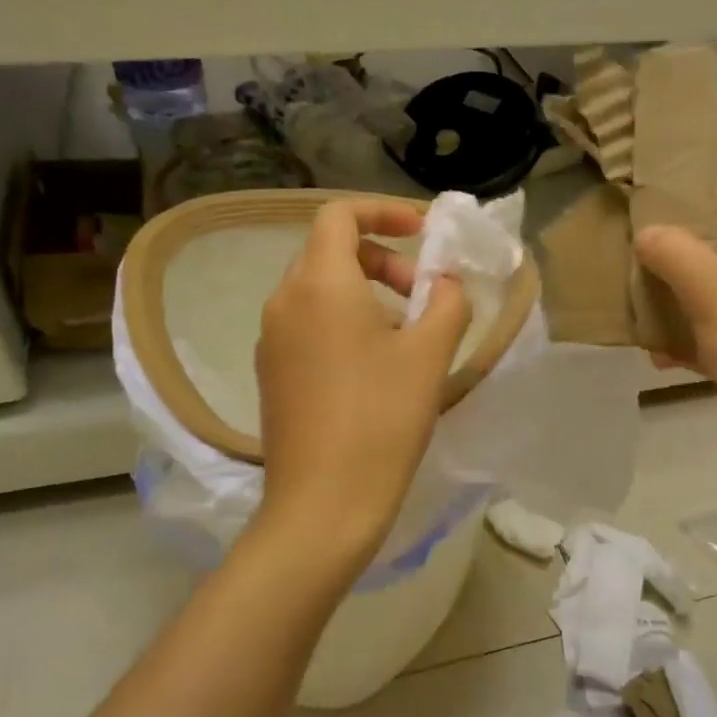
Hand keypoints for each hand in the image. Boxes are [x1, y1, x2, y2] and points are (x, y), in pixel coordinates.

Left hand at [255, 199, 471, 573]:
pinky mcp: (272, 374)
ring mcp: (271, 340)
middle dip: (382, 260)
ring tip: (406, 338)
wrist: (323, 505)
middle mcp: (284, 302)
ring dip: (365, 295)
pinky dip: (343, 325)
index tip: (422, 234)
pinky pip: (308, 326)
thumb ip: (446, 302)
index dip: (383, 212)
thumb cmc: (381, 420)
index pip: (340, 215)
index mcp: (319, 283)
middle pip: (330, 252)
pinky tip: (374, 370)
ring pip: (319, 292)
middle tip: (422, 296)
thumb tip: (444, 283)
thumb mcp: (429, 355)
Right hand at [635, 190, 716, 492]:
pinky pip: (707, 337)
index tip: (649, 200)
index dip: (700, 201)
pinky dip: (680, 339)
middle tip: (628, 246)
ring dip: (673, 298)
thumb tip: (645, 233)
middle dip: (678, 253)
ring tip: (629, 294)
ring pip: (711, 298)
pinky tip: (652, 349)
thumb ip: (680, 258)